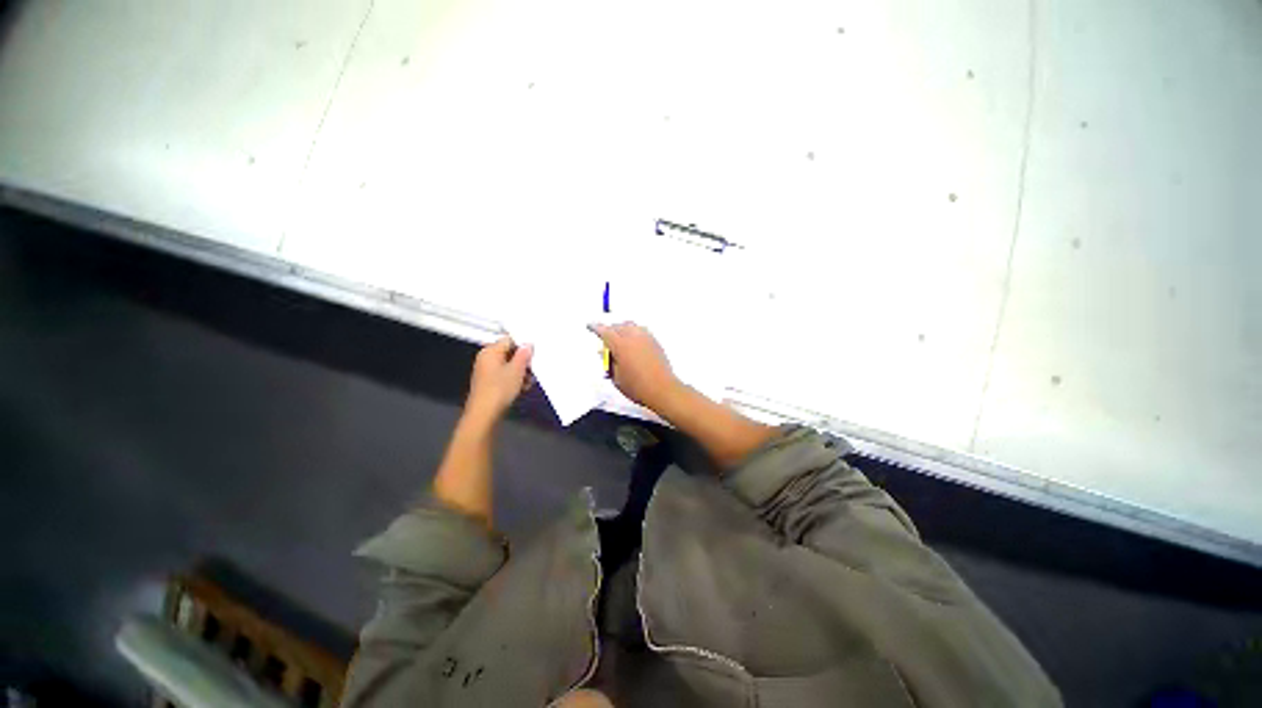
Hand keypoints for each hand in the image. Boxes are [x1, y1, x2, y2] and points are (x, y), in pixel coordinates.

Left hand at [465, 337, 532, 423]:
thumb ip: (524, 355)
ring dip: (521, 372)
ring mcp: (486, 371)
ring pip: (509, 365)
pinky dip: (514, 379)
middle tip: (533, 368)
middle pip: (509, 353)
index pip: (509, 339)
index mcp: (490, 351)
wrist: (484, 413)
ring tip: (529, 380)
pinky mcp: (489, 383)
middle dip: (523, 361)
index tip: (534, 353)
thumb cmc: (499, 389)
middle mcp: (486, 358)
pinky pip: (505, 375)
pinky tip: (522, 387)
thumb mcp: (517, 370)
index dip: (523, 345)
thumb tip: (528, 345)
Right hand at [588, 322, 681, 412]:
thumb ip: (609, 363)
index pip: (605, 331)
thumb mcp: (616, 377)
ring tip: (619, 338)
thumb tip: (603, 352)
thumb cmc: (636, 386)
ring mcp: (646, 337)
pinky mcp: (655, 341)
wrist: (662, 389)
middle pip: (618, 326)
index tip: (590, 326)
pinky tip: (632, 341)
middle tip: (605, 339)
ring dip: (622, 329)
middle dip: (609, 330)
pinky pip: (641, 330)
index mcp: (620, 345)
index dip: (596, 328)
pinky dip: (633, 332)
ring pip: (630, 325)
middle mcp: (633, 336)